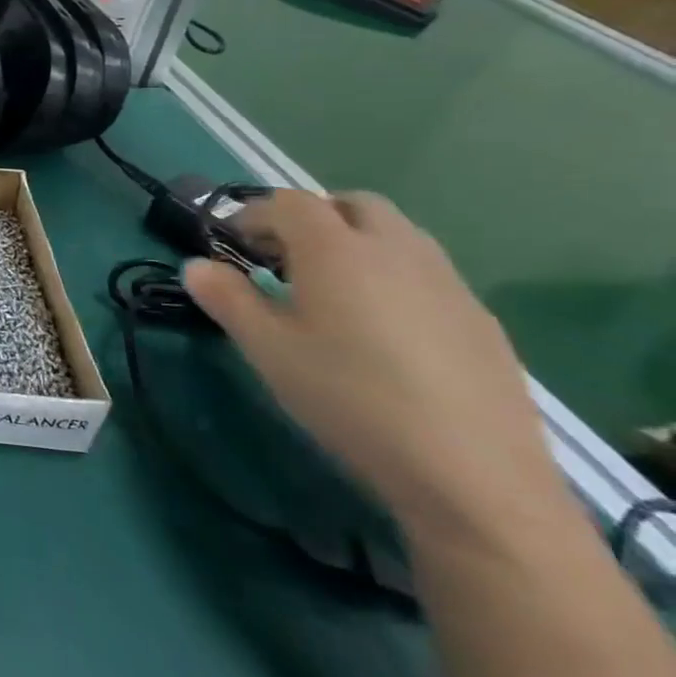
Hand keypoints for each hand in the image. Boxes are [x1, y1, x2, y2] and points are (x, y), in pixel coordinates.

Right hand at [181, 190, 558, 540]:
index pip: (288, 202)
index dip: (252, 215)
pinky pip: (425, 272)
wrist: (471, 473)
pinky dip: (390, 276)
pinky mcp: (479, 319)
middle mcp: (395, 249)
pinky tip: (379, 331)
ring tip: (327, 292)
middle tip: (280, 259)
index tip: (230, 246)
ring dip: (354, 243)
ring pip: (395, 235)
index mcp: (336, 249)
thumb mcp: (266, 349)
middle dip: (310, 218)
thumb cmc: (348, 397)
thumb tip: (196, 265)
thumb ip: (226, 298)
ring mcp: (447, 282)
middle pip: (350, 204)